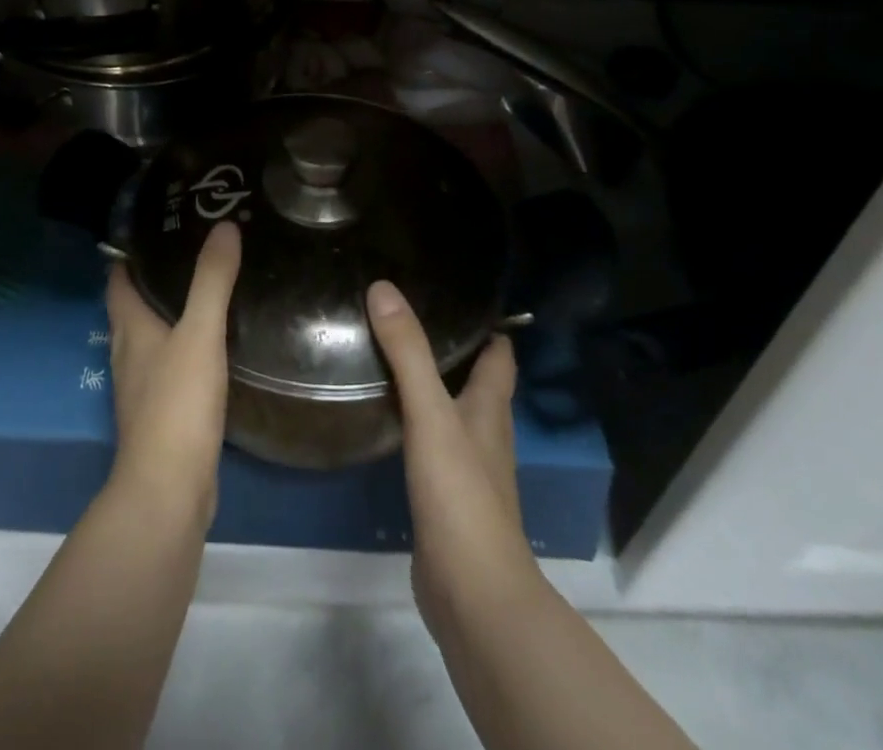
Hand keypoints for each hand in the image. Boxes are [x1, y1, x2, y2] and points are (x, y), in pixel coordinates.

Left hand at [105, 220, 241, 526]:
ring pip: (152, 337)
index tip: (157, 228)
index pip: (118, 279)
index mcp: (129, 328)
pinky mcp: (161, 414)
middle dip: (155, 279)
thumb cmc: (177, 404)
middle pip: (133, 306)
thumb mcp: (200, 334)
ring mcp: (142, 387)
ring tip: (206, 291)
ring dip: (170, 314)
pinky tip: (212, 347)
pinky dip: (184, 348)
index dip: (130, 253)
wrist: (169, 491)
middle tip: (193, 252)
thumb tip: (225, 225)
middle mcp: (128, 353)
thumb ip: (212, 280)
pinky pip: (169, 367)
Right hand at [367, 280, 538, 634]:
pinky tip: (387, 418)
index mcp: (490, 409)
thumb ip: (408, 353)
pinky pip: (432, 444)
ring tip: (391, 357)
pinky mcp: (446, 498)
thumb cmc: (461, 494)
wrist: (473, 594)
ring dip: (431, 386)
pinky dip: (415, 423)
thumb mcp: (431, 414)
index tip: (456, 296)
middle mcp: (485, 433)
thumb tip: (383, 288)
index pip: (499, 356)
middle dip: (452, 351)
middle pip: (477, 382)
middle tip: (408, 318)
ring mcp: (467, 469)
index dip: (487, 326)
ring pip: (452, 413)